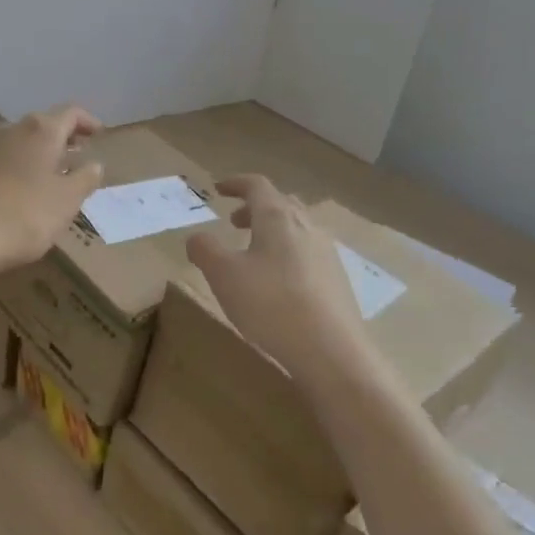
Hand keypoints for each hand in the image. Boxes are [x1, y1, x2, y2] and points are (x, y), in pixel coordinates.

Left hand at [0, 105, 104, 279]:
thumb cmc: (23, 215)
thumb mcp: (66, 202)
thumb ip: (84, 179)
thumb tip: (94, 163)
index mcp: (41, 133)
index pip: (70, 113)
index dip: (87, 121)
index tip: (99, 134)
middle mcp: (11, 132)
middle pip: (41, 126)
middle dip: (61, 138)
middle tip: (76, 155)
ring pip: (17, 144)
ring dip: (36, 156)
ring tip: (49, 177)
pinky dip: (14, 171)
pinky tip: (15, 195)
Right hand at [185, 175, 372, 385]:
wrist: (331, 350)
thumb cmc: (270, 304)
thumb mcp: (223, 275)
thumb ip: (205, 250)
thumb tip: (196, 238)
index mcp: (277, 217)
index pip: (257, 185)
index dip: (235, 183)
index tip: (218, 188)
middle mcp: (307, 226)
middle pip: (281, 203)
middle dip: (255, 208)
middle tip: (234, 222)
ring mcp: (327, 252)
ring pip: (297, 228)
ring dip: (272, 231)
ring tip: (254, 253)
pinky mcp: (338, 279)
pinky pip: (308, 252)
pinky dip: (288, 253)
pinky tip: (278, 282)